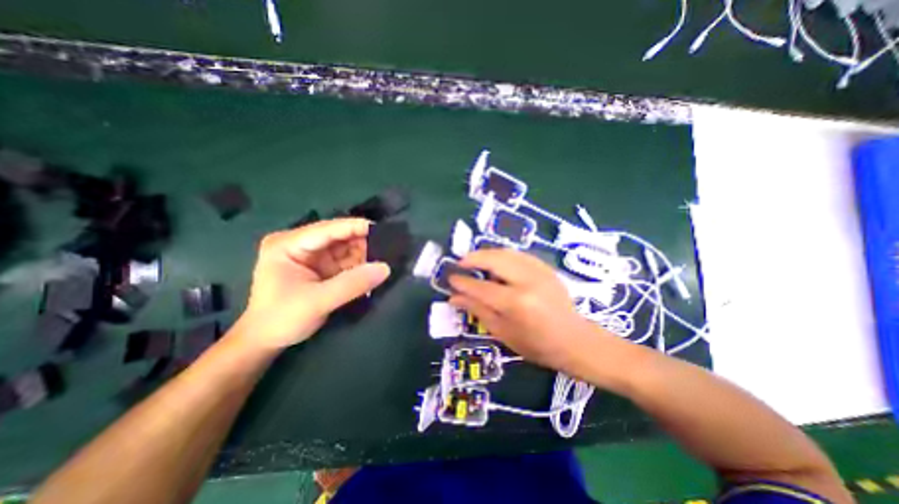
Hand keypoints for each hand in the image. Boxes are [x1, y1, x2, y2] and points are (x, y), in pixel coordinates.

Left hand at [237, 217, 392, 349]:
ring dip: (365, 254)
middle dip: (364, 242)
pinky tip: (376, 269)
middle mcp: (301, 244)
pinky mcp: (323, 268)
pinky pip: (347, 262)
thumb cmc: (281, 320)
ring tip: (389, 257)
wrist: (265, 343)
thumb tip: (386, 268)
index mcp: (289, 244)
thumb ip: (352, 284)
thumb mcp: (317, 301)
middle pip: (339, 237)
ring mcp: (313, 256)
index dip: (356, 227)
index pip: (328, 229)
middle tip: (390, 248)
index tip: (384, 229)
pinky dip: (362, 265)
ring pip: (346, 249)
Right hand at [448, 249, 610, 373]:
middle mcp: (527, 281)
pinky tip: (496, 262)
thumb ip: (477, 310)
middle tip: (461, 263)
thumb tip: (454, 297)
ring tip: (475, 261)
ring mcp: (539, 271)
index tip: (450, 278)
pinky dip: (502, 255)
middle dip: (473, 258)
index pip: (481, 287)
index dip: (462, 281)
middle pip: (494, 259)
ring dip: (487, 254)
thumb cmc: (536, 345)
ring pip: (506, 252)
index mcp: (516, 303)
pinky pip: (518, 254)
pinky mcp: (546, 268)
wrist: (575, 340)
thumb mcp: (502, 332)